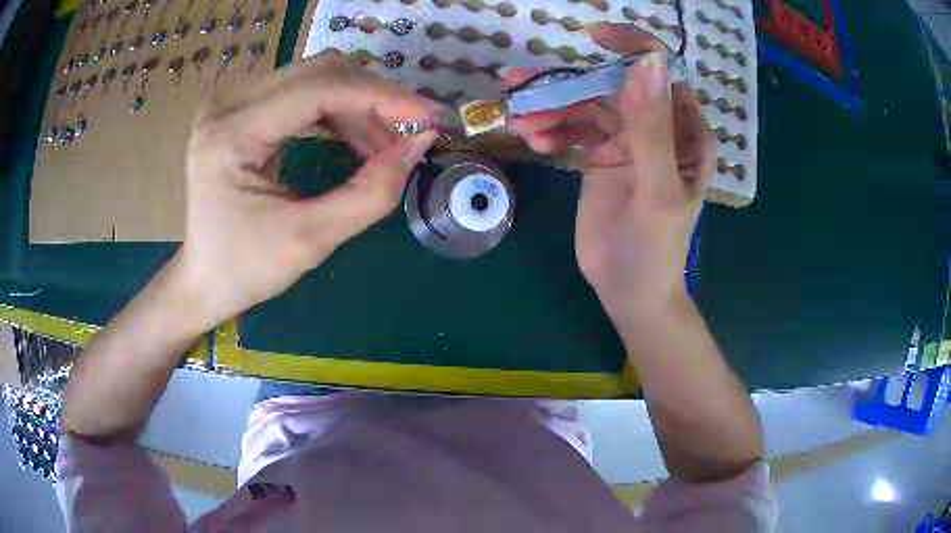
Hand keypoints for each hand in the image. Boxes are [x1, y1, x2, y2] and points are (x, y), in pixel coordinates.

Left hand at [174, 51, 441, 330]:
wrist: (203, 280)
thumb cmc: (245, 269)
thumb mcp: (310, 240)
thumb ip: (370, 193)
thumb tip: (419, 143)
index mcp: (230, 133)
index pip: (318, 89)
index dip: (380, 97)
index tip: (429, 117)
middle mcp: (227, 104)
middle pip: (319, 72)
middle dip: (373, 99)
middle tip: (407, 134)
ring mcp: (231, 102)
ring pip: (315, 78)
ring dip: (358, 105)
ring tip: (382, 146)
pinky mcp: (240, 110)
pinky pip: (302, 92)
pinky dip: (338, 111)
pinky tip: (355, 138)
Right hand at [505, 23, 714, 325]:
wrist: (629, 292)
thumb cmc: (656, 249)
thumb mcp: (658, 192)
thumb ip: (652, 131)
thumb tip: (646, 65)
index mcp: (686, 131)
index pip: (662, 72)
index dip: (632, 46)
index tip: (592, 36)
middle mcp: (658, 126)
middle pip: (614, 84)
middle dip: (571, 82)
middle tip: (523, 85)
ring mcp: (627, 139)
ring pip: (587, 105)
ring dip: (552, 108)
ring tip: (522, 122)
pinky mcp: (600, 155)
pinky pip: (573, 128)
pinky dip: (552, 129)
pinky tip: (535, 140)